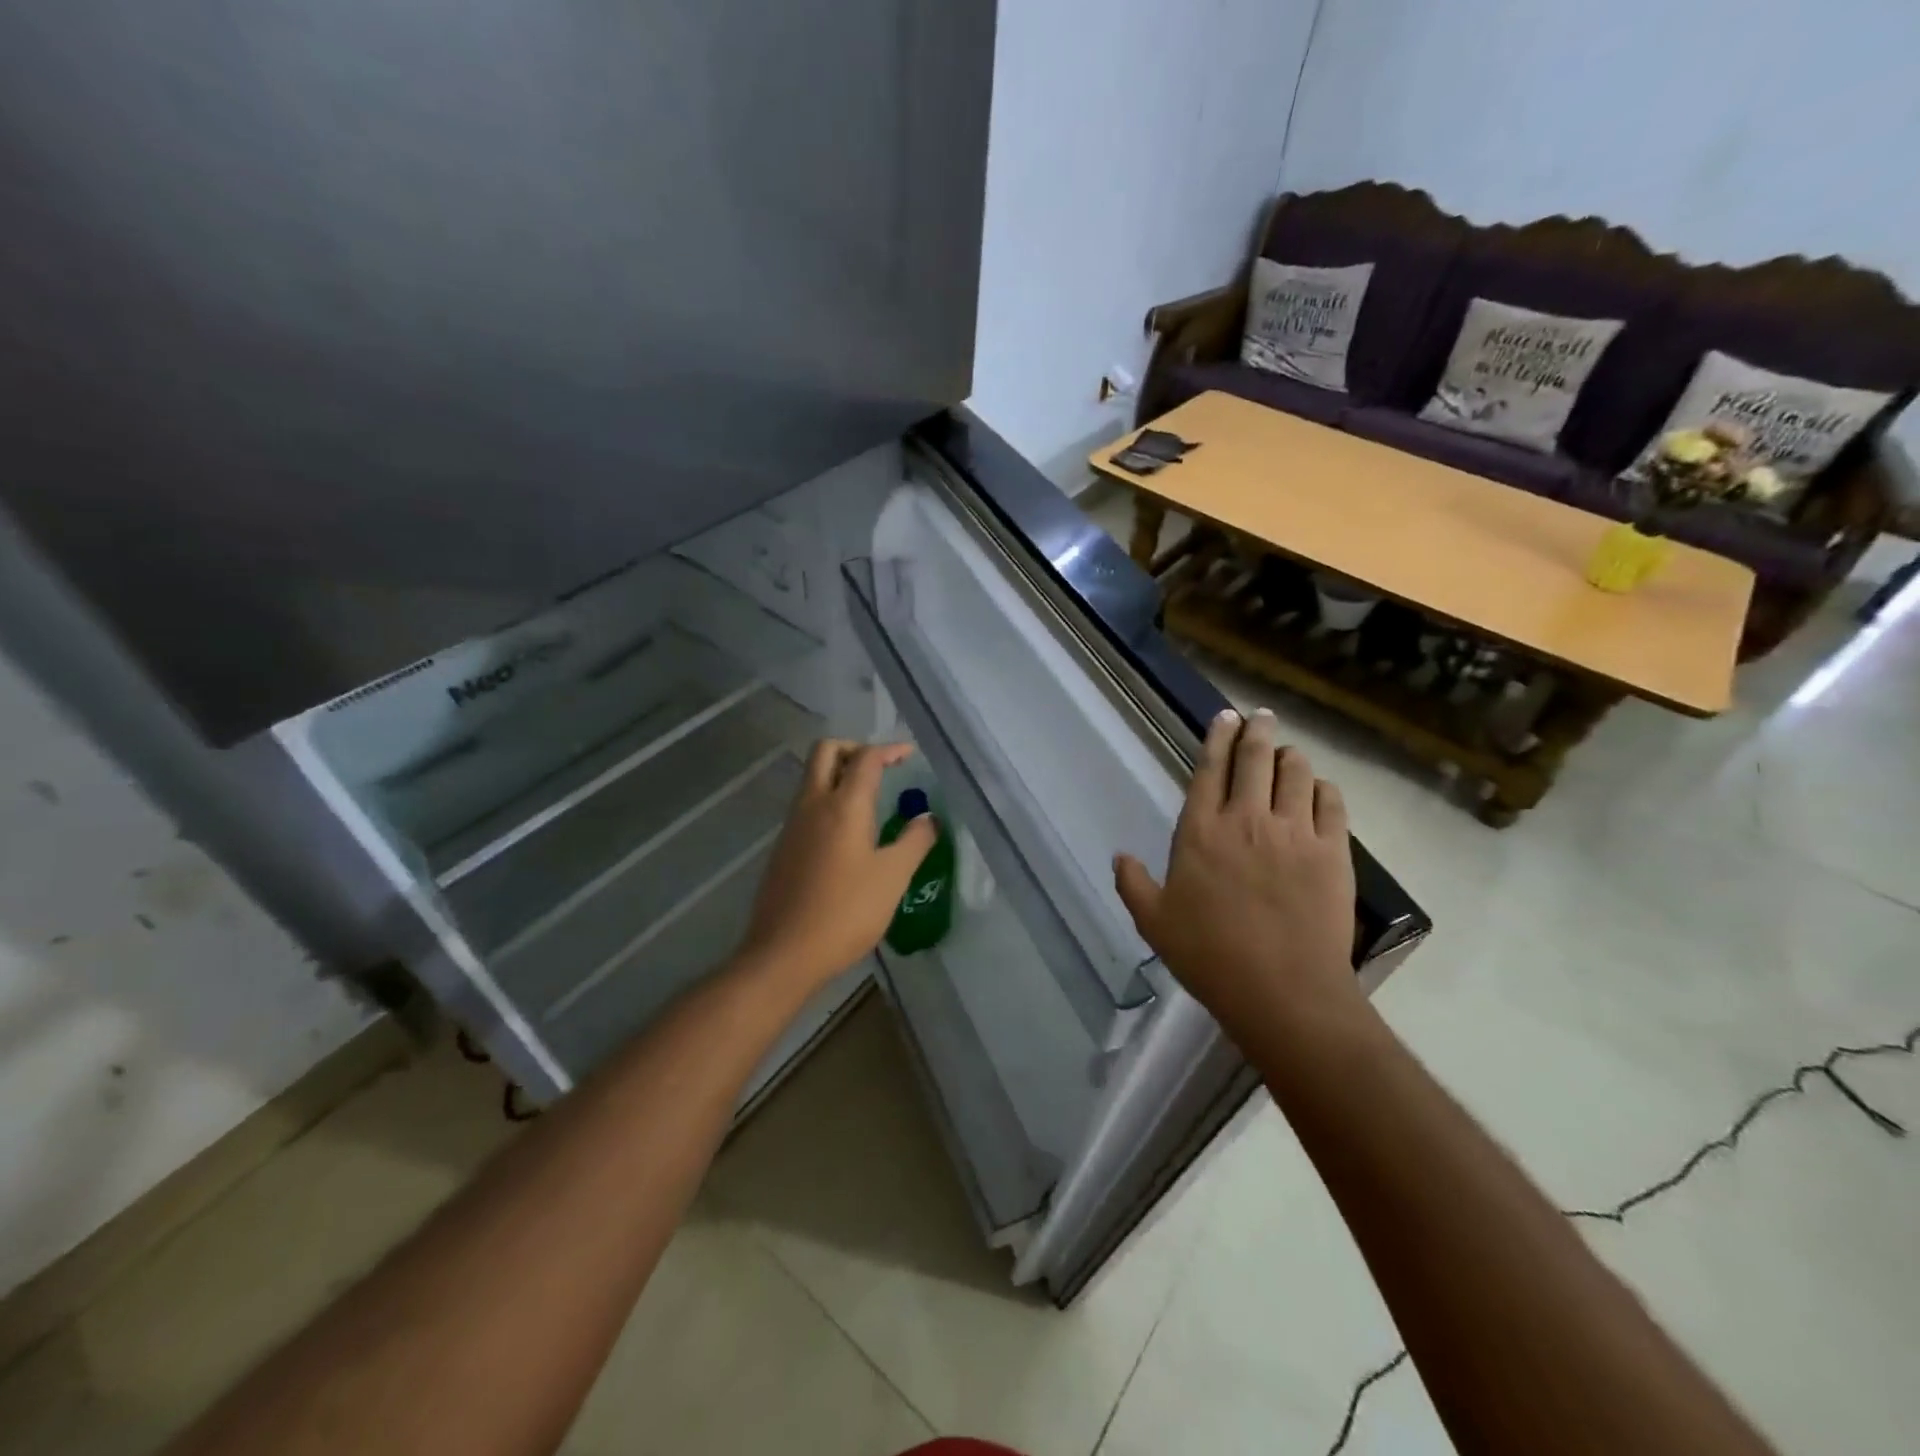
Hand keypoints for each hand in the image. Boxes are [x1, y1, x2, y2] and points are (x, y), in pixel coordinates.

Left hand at [739, 740, 937, 994]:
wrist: (784, 952)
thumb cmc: (846, 911)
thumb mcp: (893, 877)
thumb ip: (915, 841)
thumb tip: (928, 818)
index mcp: (844, 805)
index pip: (866, 758)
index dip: (890, 750)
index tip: (909, 755)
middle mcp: (813, 804)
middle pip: (826, 751)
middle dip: (855, 748)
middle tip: (881, 768)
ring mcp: (792, 825)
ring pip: (812, 777)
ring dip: (839, 773)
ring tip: (870, 798)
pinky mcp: (783, 847)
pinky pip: (806, 805)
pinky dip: (827, 799)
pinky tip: (848, 832)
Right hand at [1113, 708, 1361, 1048]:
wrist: (1282, 992)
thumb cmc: (1209, 956)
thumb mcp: (1154, 922)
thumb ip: (1132, 884)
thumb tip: (1119, 856)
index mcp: (1201, 831)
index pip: (1210, 768)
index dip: (1217, 737)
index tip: (1224, 717)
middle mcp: (1248, 819)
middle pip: (1254, 758)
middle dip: (1255, 730)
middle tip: (1258, 716)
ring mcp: (1295, 833)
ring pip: (1296, 772)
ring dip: (1289, 755)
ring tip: (1286, 752)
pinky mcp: (1333, 853)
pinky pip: (1332, 803)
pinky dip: (1323, 788)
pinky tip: (1319, 789)